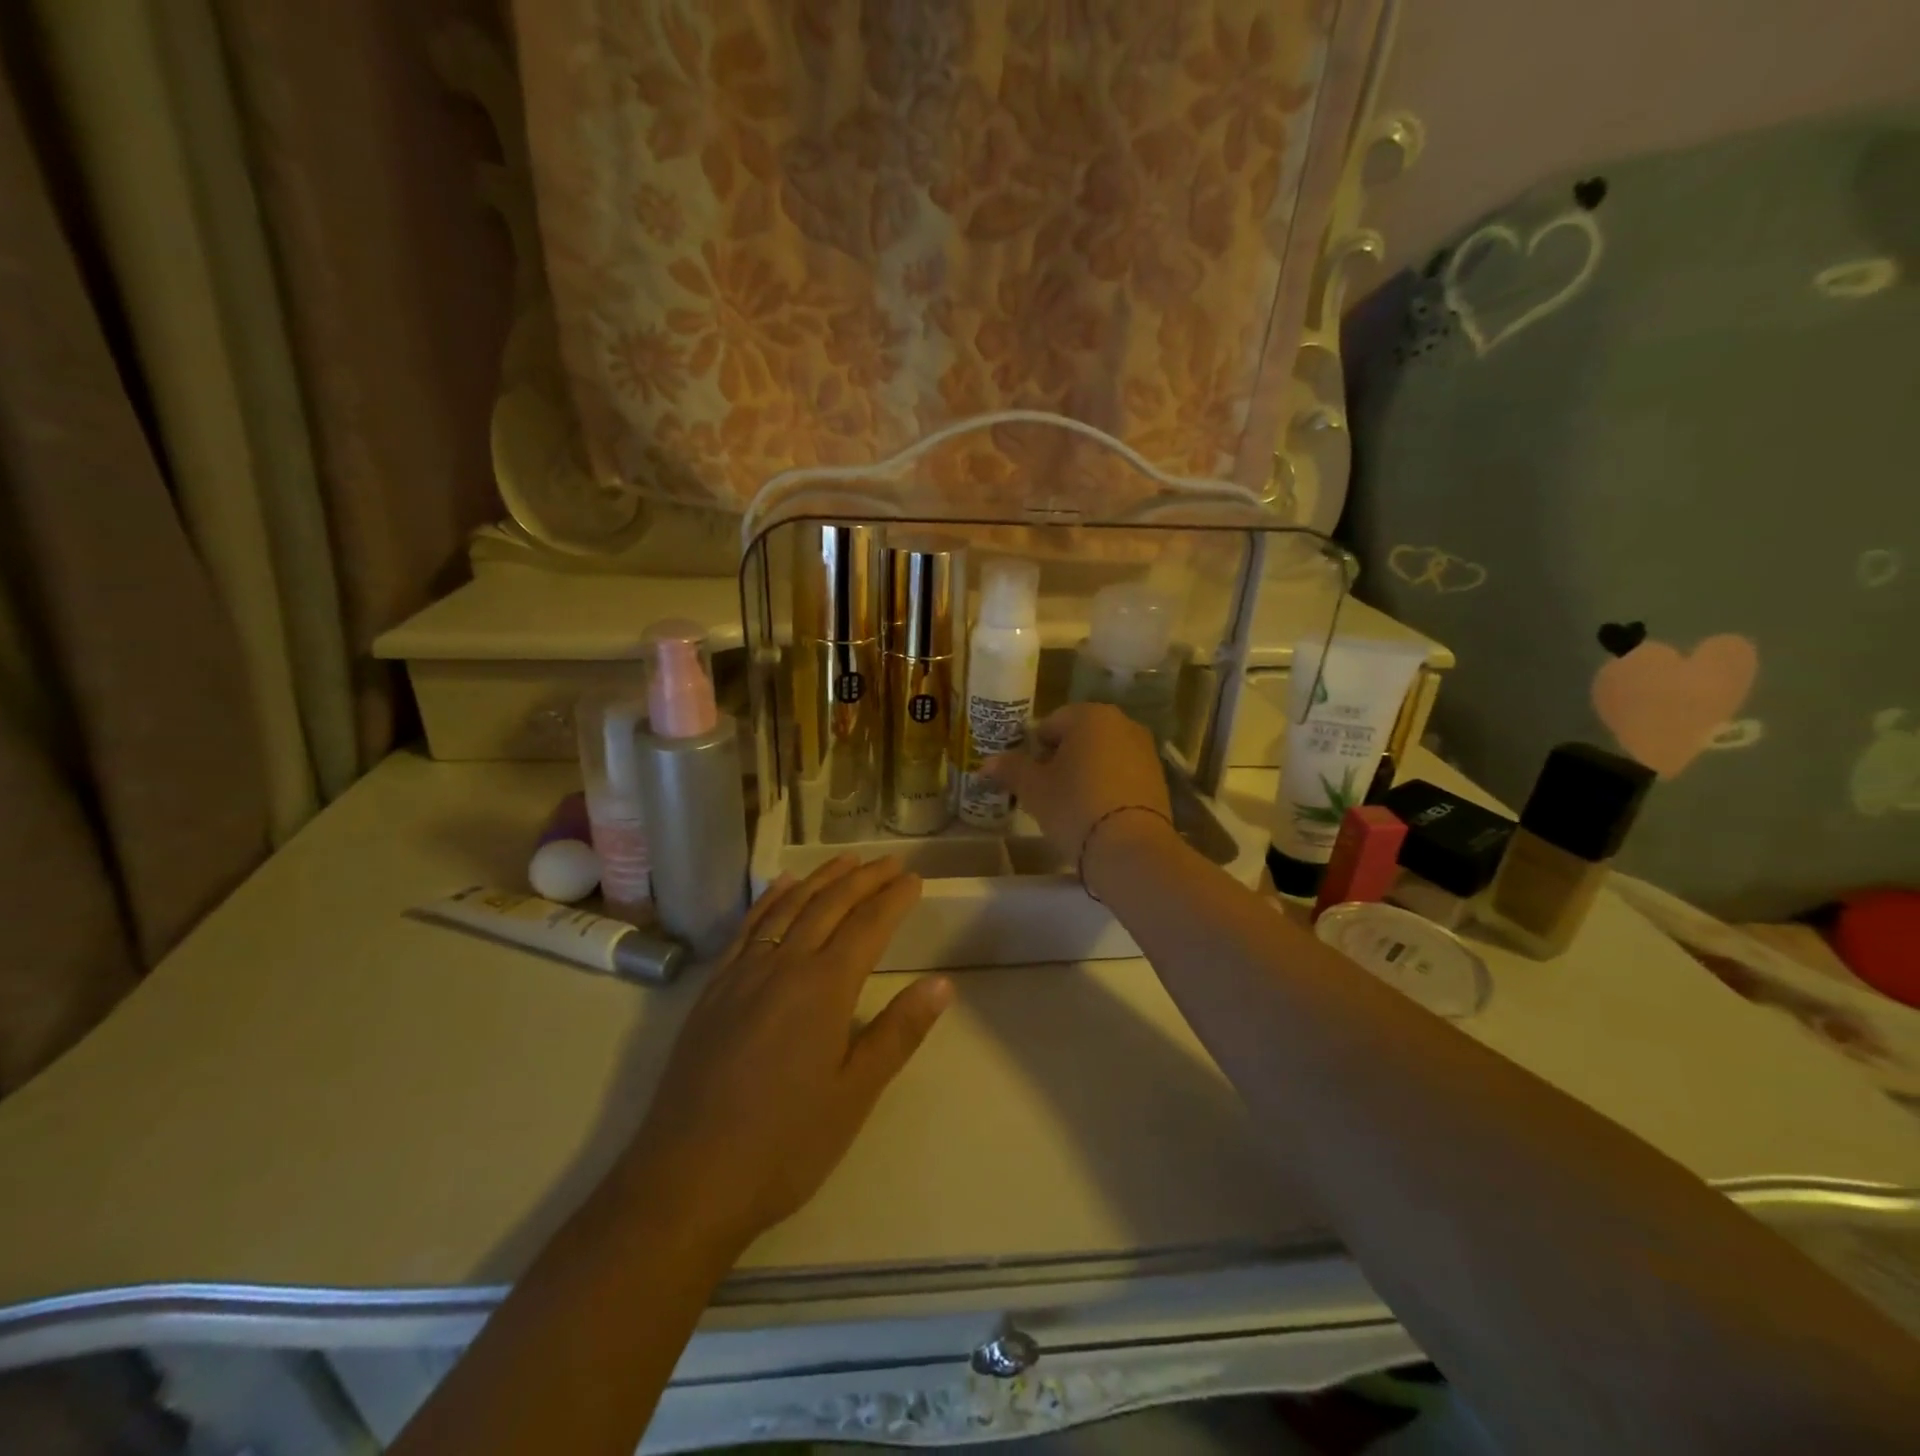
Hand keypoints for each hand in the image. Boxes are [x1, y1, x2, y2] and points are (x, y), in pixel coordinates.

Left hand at [621, 856, 951, 1254]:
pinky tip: (781, 887)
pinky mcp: (713, 990)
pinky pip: (747, 927)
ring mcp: (741, 974)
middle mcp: (782, 965)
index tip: (915, 879)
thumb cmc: (784, 1145)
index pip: (868, 925)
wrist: (686, 1181)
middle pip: (829, 905)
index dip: (894, 898)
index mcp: (823, 988)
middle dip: (863, 878)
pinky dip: (770, 899)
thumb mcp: (854, 1095)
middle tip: (890, 862)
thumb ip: (898, 1033)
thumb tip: (942, 984)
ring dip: (821, 879)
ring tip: (846, 860)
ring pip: (788, 907)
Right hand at [983, 703, 1173, 870]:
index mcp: (1090, 715)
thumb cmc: (1074, 807)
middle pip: (1078, 737)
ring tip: (1071, 805)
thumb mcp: (1033, 789)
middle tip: (1046, 791)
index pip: (1050, 724)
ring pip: (1102, 755)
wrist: (1131, 849)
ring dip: (1084, 772)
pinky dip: (1107, 786)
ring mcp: (1145, 749)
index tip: (1028, 778)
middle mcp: (1122, 723)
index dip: (1034, 750)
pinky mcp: (1158, 777)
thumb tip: (986, 763)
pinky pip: (1122, 773)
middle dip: (1060, 759)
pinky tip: (1096, 813)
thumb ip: (1010, 769)